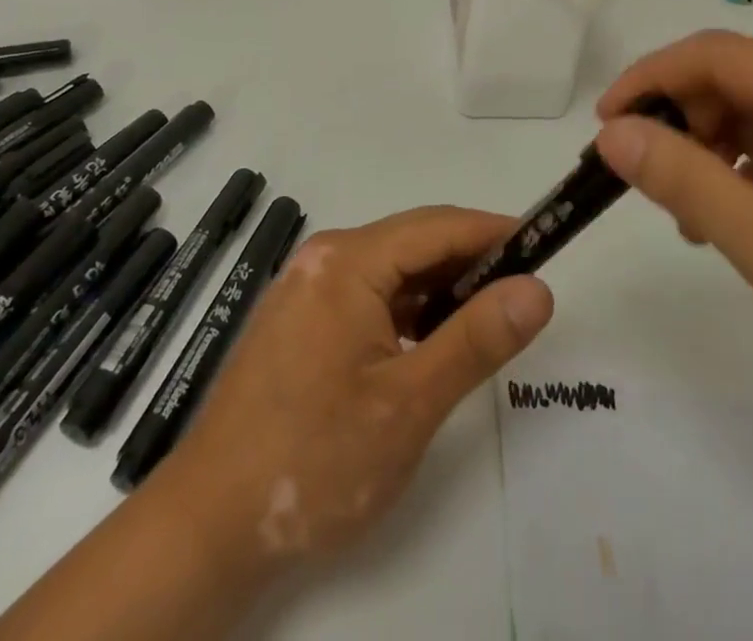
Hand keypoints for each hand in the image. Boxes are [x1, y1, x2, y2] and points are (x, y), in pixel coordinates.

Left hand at [160, 206, 554, 566]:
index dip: (493, 231)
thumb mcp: (409, 403)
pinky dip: (407, 309)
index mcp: (347, 260)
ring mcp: (307, 287)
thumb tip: (538, 288)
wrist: (208, 526)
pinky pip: (367, 294)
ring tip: (487, 318)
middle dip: (470, 260)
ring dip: (440, 287)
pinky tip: (429, 341)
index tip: (544, 244)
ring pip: (391, 270)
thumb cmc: (314, 459)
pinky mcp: (299, 319)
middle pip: (413, 242)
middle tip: (523, 290)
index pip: (438, 226)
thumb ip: (477, 339)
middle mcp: (324, 258)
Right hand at [595, 31, 752, 440]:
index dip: (648, 80)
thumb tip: (612, 132)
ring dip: (716, 151)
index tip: (604, 127)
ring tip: (697, 217)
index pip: (714, 54)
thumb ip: (684, 180)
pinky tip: (745, 221)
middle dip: (684, 122)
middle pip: (740, 79)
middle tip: (650, 182)